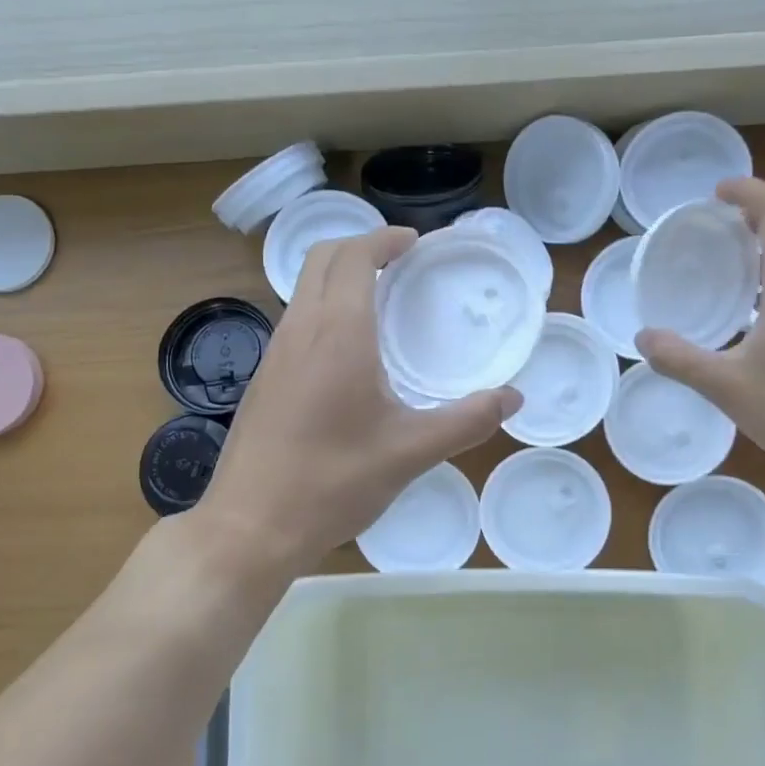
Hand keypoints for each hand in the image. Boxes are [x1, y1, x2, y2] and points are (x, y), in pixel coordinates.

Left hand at [197, 226, 521, 573]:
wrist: (251, 526)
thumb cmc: (333, 482)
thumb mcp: (410, 453)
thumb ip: (467, 421)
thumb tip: (514, 398)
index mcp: (337, 334)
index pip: (354, 257)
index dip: (384, 239)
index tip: (415, 243)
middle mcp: (300, 331)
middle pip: (321, 259)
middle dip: (359, 246)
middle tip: (399, 263)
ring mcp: (274, 355)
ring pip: (302, 290)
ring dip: (338, 278)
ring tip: (379, 303)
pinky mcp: (262, 380)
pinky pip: (294, 322)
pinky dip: (322, 309)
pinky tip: (347, 354)